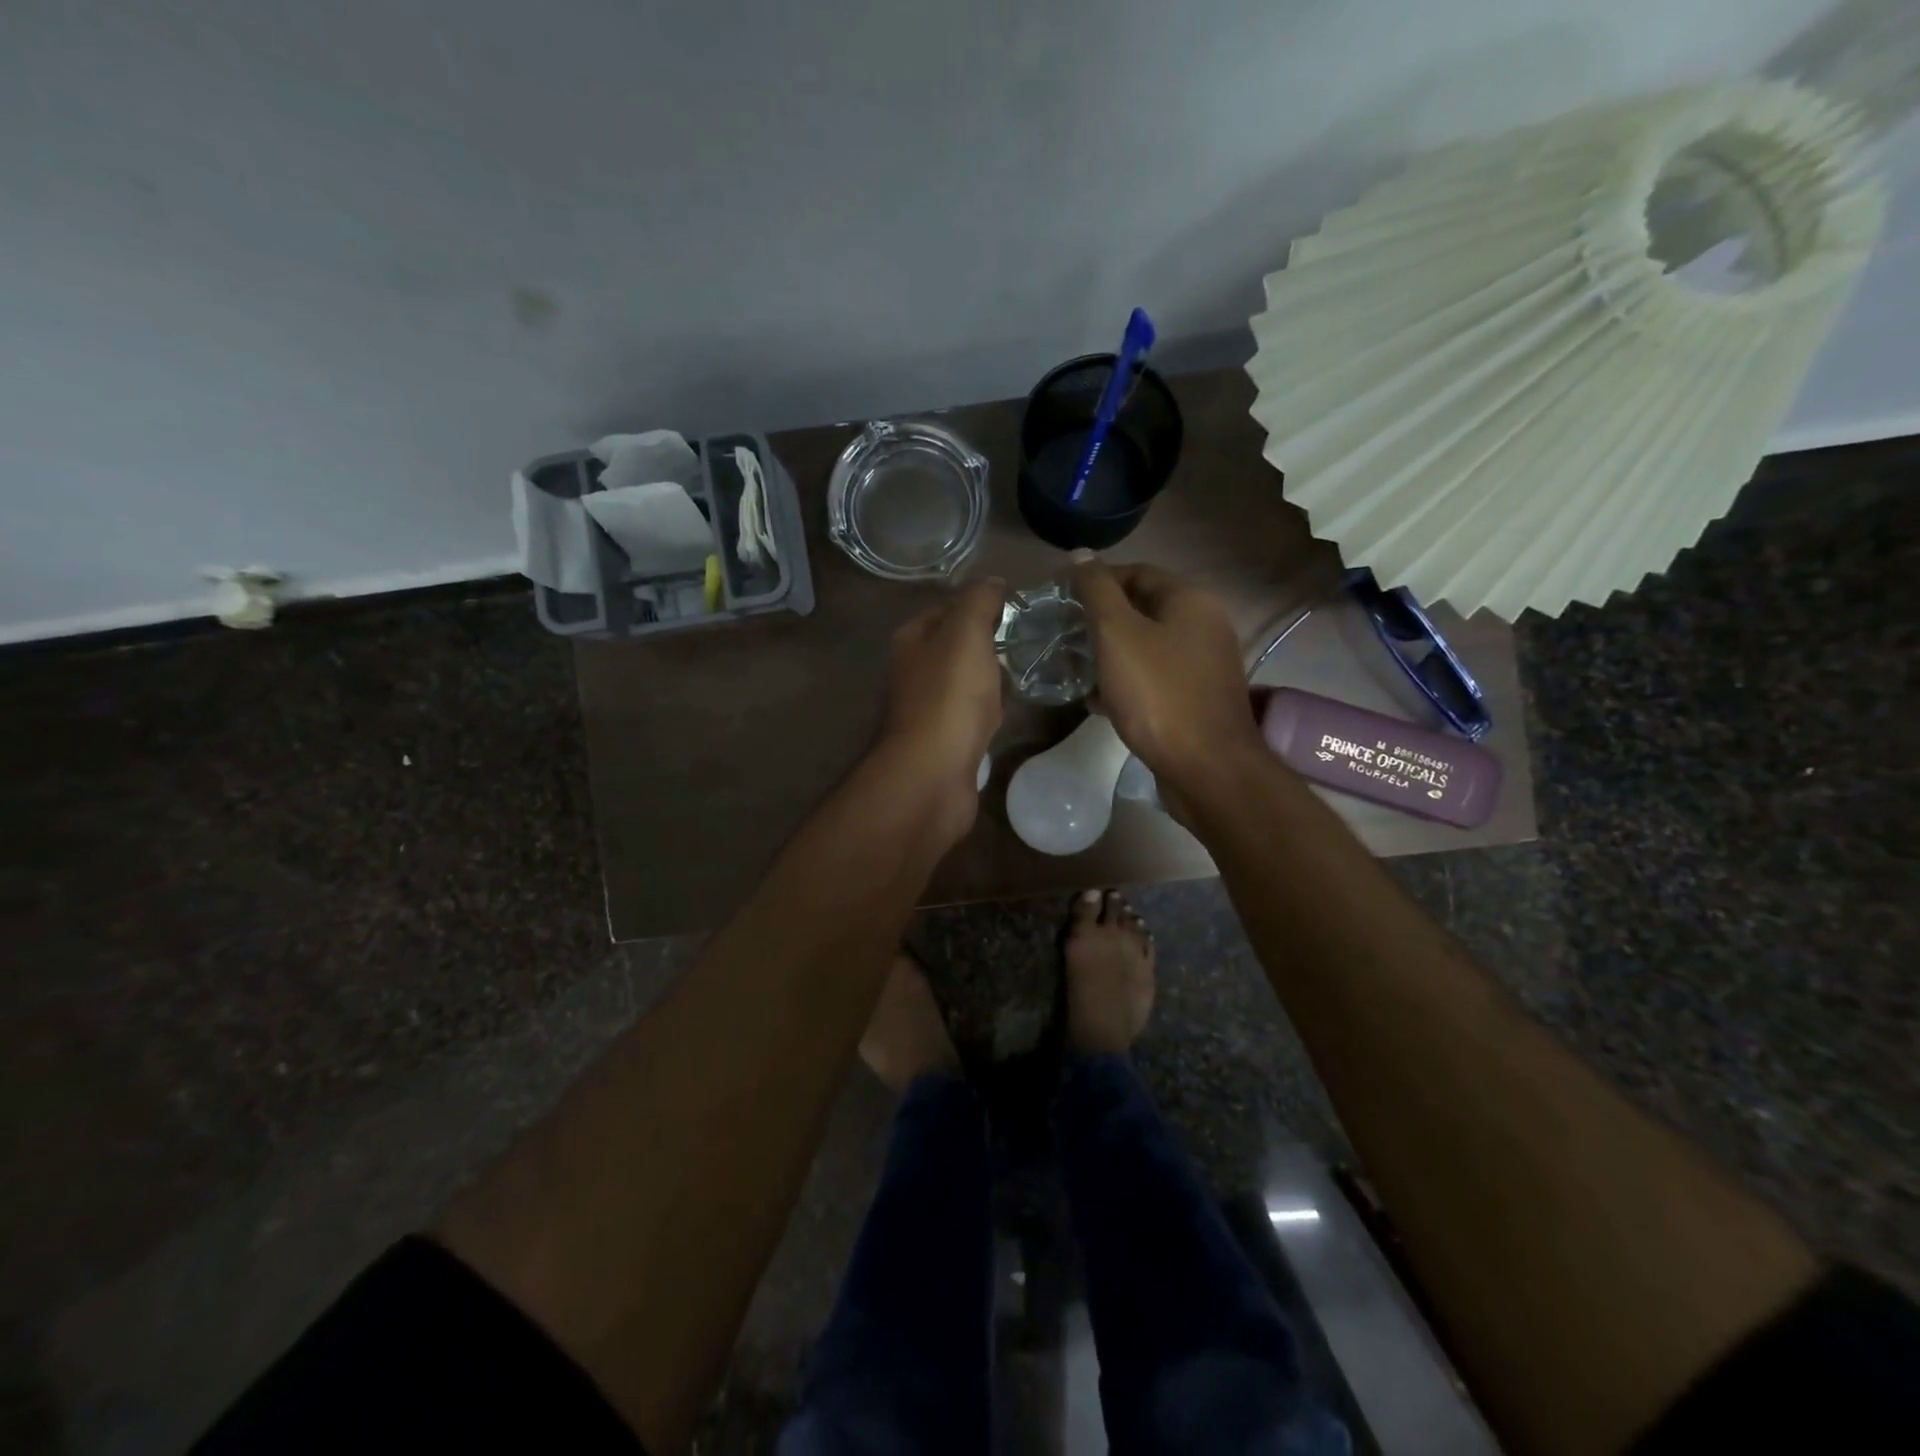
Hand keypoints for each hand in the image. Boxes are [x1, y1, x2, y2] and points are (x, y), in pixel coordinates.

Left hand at [876, 578, 1007, 835]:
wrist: (931, 775)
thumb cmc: (948, 698)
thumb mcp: (965, 634)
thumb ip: (978, 602)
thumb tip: (993, 581)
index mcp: (912, 640)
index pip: (947, 607)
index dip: (980, 602)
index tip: (1019, 605)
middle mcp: (912, 671)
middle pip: (955, 646)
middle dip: (988, 641)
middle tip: (1030, 637)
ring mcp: (926, 709)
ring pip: (963, 681)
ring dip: (989, 676)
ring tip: (1027, 668)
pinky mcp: (942, 742)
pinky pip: (969, 715)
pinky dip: (988, 710)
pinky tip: (1008, 711)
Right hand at [1070, 556, 1262, 805]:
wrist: (1207, 768)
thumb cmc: (1158, 695)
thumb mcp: (1117, 635)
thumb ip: (1096, 591)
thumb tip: (1080, 554)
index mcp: (1190, 599)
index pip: (1135, 572)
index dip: (1094, 581)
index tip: (1059, 600)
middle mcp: (1205, 624)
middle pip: (1142, 608)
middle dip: (1100, 621)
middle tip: (1064, 636)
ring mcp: (1205, 663)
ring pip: (1147, 646)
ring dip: (1111, 654)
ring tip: (1076, 668)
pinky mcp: (1199, 697)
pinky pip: (1156, 677)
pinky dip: (1127, 681)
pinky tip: (1099, 700)